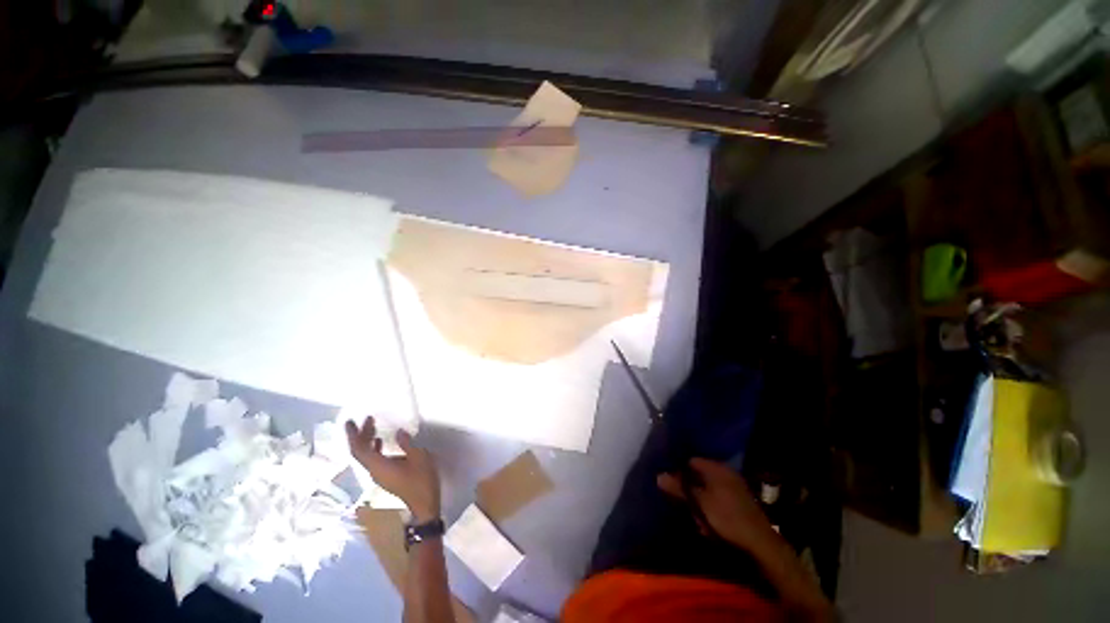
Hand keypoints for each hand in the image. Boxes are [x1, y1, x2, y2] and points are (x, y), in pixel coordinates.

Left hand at [346, 416, 441, 522]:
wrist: (424, 505)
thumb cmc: (421, 480)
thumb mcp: (418, 457)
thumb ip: (406, 444)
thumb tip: (398, 432)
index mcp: (379, 466)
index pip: (359, 450)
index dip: (353, 435)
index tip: (350, 422)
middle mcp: (373, 471)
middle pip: (360, 452)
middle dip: (361, 435)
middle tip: (367, 419)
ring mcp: (379, 476)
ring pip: (366, 456)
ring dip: (368, 440)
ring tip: (373, 426)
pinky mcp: (385, 477)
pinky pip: (373, 460)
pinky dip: (375, 448)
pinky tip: (382, 441)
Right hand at [657, 458, 777, 554]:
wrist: (760, 544)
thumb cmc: (726, 518)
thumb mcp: (699, 503)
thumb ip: (679, 488)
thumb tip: (658, 475)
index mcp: (716, 468)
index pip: (690, 460)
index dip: (678, 470)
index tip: (669, 482)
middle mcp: (726, 472)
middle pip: (698, 474)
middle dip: (688, 486)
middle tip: (679, 500)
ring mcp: (734, 486)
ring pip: (707, 487)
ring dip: (698, 499)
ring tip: (694, 515)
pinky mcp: (739, 501)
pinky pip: (717, 498)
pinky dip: (709, 505)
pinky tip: (707, 520)